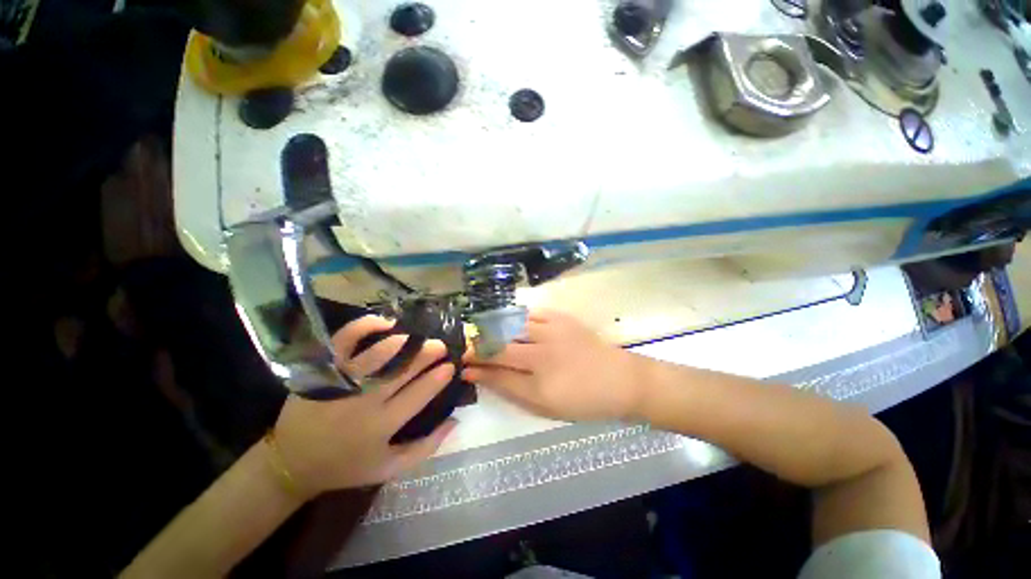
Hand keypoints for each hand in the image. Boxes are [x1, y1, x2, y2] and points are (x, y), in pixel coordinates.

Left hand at [272, 316, 456, 496]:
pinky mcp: (324, 368)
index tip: (450, 366)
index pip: (420, 392)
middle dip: (428, 352)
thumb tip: (455, 419)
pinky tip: (384, 324)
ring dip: (406, 341)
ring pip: (381, 352)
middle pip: (404, 368)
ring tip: (418, 338)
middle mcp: (365, 400)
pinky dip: (365, 326)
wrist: (292, 462)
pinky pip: (345, 339)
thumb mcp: (390, 467)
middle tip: (440, 345)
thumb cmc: (346, 466)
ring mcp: (343, 380)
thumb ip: (427, 446)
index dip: (440, 376)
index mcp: (383, 424)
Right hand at [463, 309, 641, 421]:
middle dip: (478, 348)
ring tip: (483, 332)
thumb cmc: (583, 400)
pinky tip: (509, 321)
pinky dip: (516, 317)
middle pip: (500, 348)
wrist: (620, 380)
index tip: (463, 367)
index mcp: (540, 385)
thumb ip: (514, 390)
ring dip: (493, 329)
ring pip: (512, 326)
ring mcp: (553, 333)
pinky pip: (531, 313)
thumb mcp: (546, 407)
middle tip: (466, 348)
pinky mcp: (562, 319)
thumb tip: (485, 377)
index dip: (477, 370)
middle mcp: (543, 356)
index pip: (498, 374)